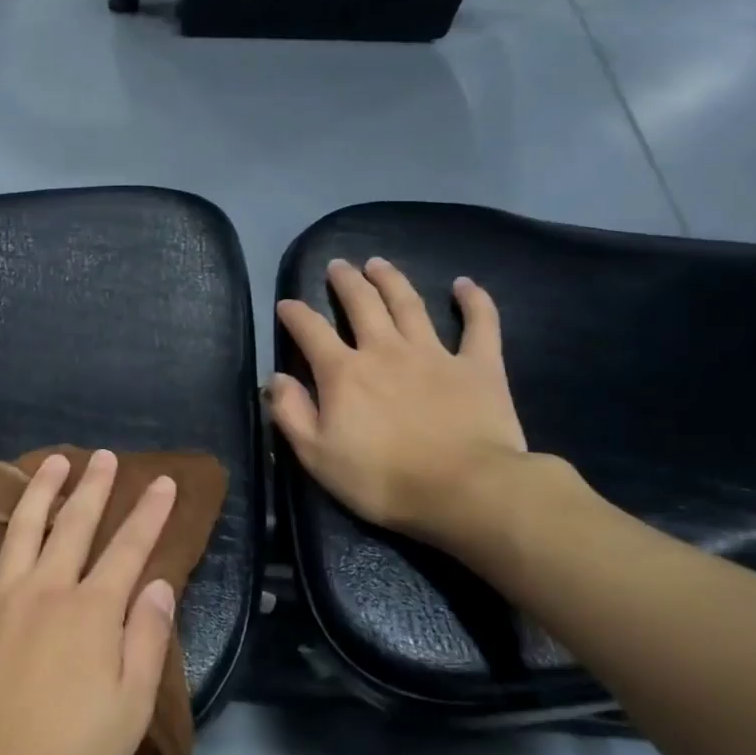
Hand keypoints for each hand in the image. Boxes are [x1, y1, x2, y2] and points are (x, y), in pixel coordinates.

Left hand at [0, 450, 178, 754]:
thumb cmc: (67, 753)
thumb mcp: (129, 708)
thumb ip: (146, 639)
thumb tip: (159, 585)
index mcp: (92, 610)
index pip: (129, 548)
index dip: (149, 512)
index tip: (162, 481)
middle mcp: (46, 588)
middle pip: (74, 525)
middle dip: (93, 487)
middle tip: (102, 456)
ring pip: (20, 529)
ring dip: (38, 492)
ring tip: (52, 463)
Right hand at [268, 257, 529, 547]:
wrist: (463, 491)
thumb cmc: (380, 479)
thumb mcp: (316, 455)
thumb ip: (291, 413)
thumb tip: (276, 379)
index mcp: (343, 373)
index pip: (310, 331)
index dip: (295, 314)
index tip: (286, 305)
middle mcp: (384, 350)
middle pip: (361, 304)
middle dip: (345, 282)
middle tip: (337, 266)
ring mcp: (434, 354)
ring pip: (408, 304)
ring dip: (391, 280)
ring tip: (378, 263)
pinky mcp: (478, 366)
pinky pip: (479, 324)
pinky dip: (473, 301)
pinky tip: (464, 284)